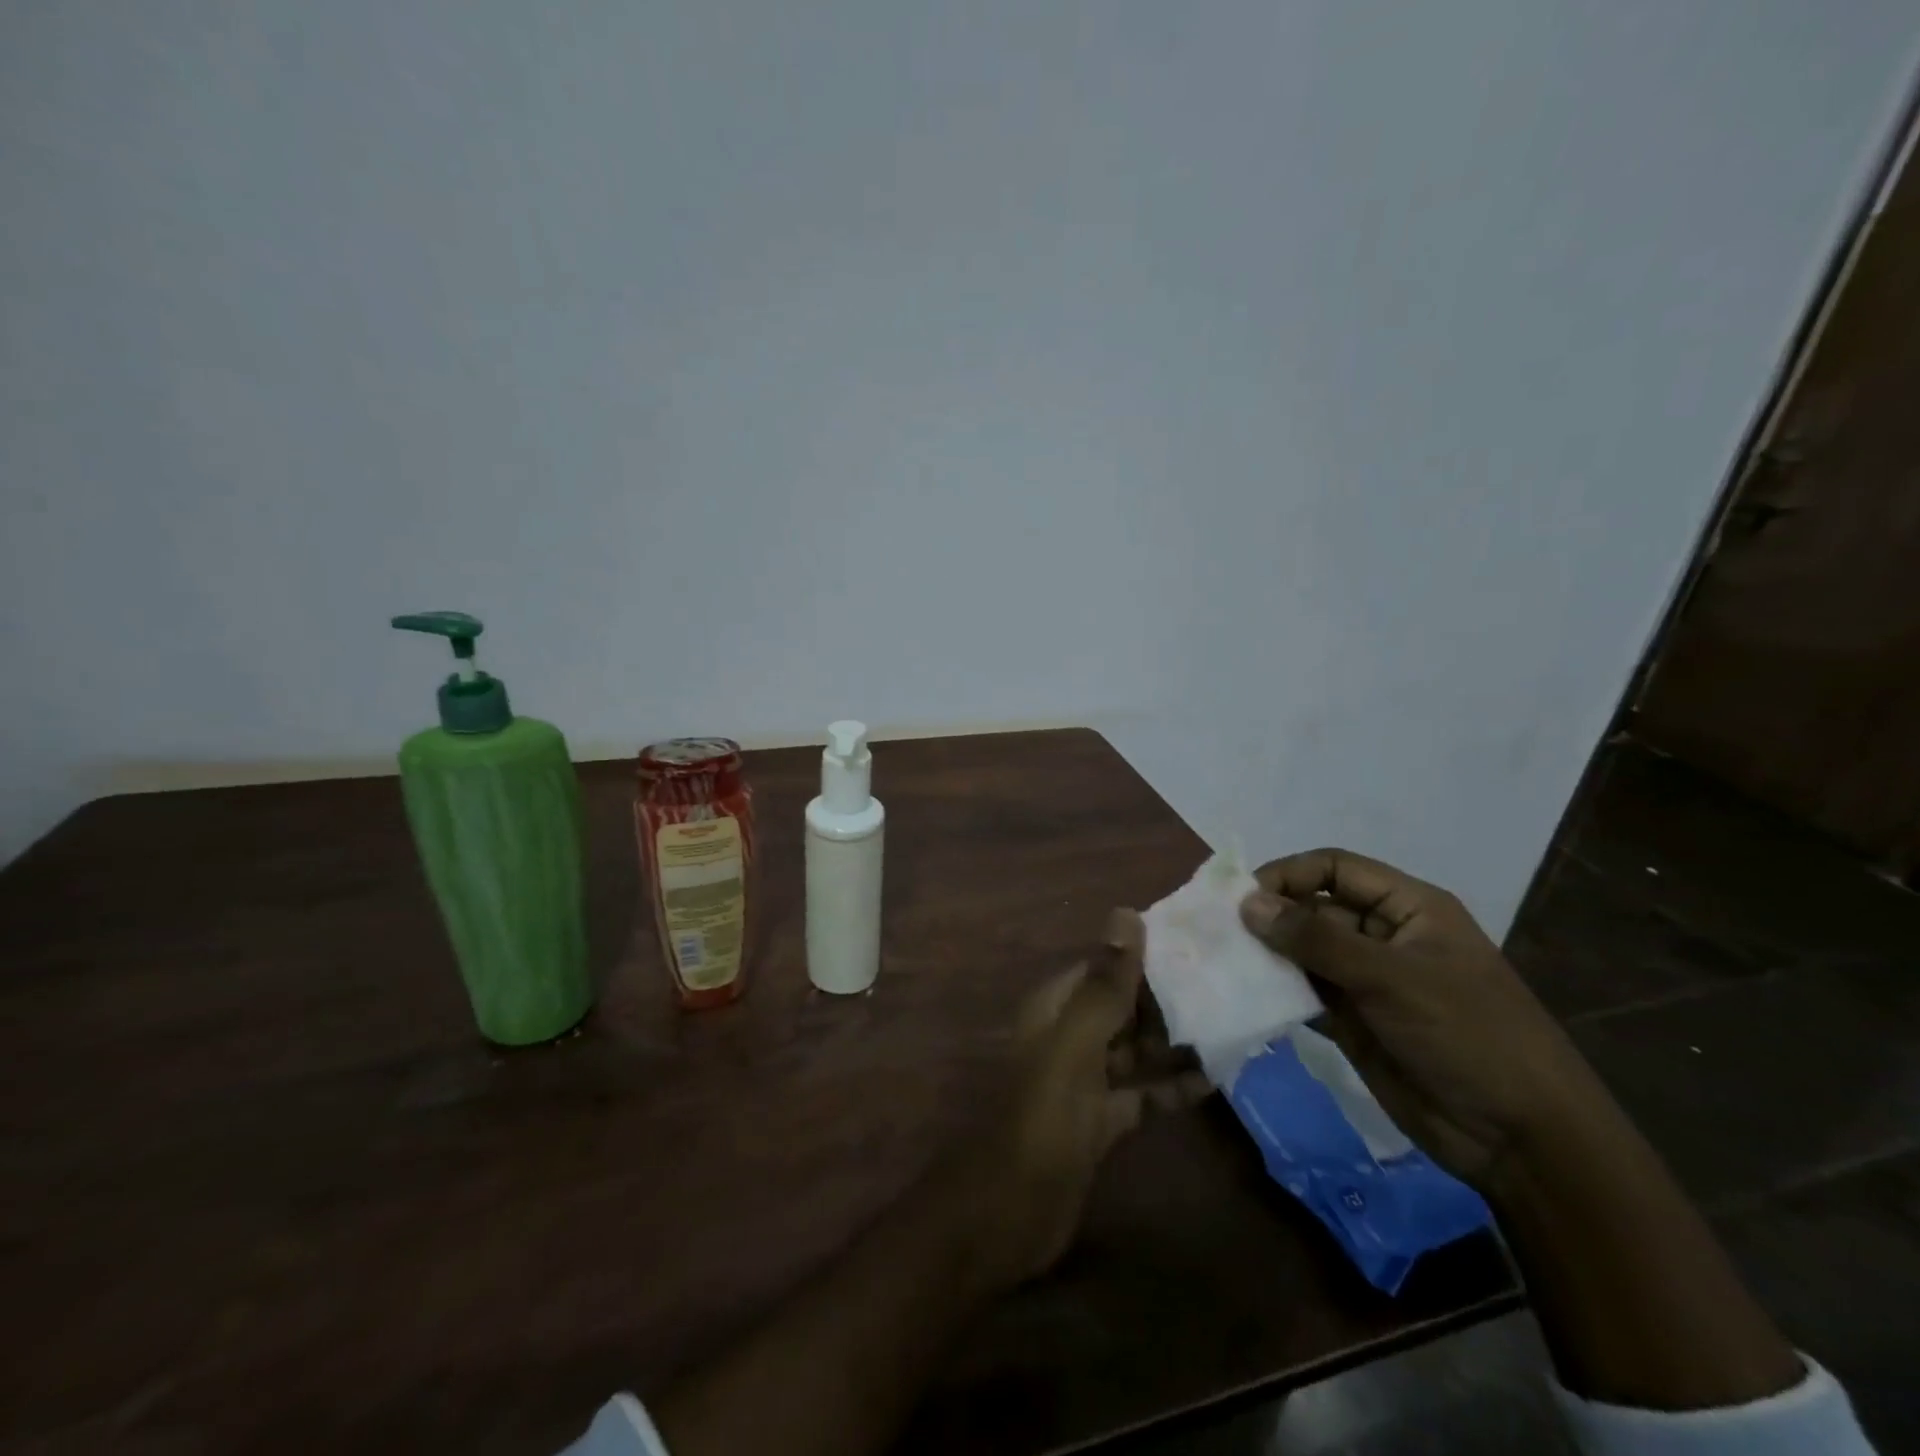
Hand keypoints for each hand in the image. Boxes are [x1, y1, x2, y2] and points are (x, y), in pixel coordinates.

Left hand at [961, 909, 1208, 1284]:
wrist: (1010, 1211)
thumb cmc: (1043, 1117)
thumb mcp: (1075, 1045)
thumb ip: (1103, 985)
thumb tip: (1126, 914)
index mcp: (1054, 1008)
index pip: (1103, 966)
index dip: (1144, 955)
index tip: (1200, 945)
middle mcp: (1069, 1036)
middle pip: (1123, 1007)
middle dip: (1168, 999)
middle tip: (1230, 986)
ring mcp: (1086, 1081)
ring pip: (1136, 1049)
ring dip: (1176, 1042)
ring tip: (1233, 1026)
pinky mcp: (1102, 1121)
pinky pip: (1142, 1093)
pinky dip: (1172, 1087)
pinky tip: (1215, 1080)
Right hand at [1239, 849, 1603, 1187]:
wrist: (1520, 1139)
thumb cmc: (1467, 1035)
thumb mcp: (1392, 978)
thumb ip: (1316, 939)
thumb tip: (1247, 902)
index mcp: (1408, 908)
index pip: (1336, 868)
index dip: (1289, 874)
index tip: (1243, 897)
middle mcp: (1383, 935)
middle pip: (1314, 907)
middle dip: (1271, 916)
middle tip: (1220, 932)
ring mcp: (1367, 980)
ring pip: (1304, 951)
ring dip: (1268, 953)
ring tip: (1222, 960)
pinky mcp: (1354, 1021)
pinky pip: (1305, 992)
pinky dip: (1276, 990)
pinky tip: (1244, 994)